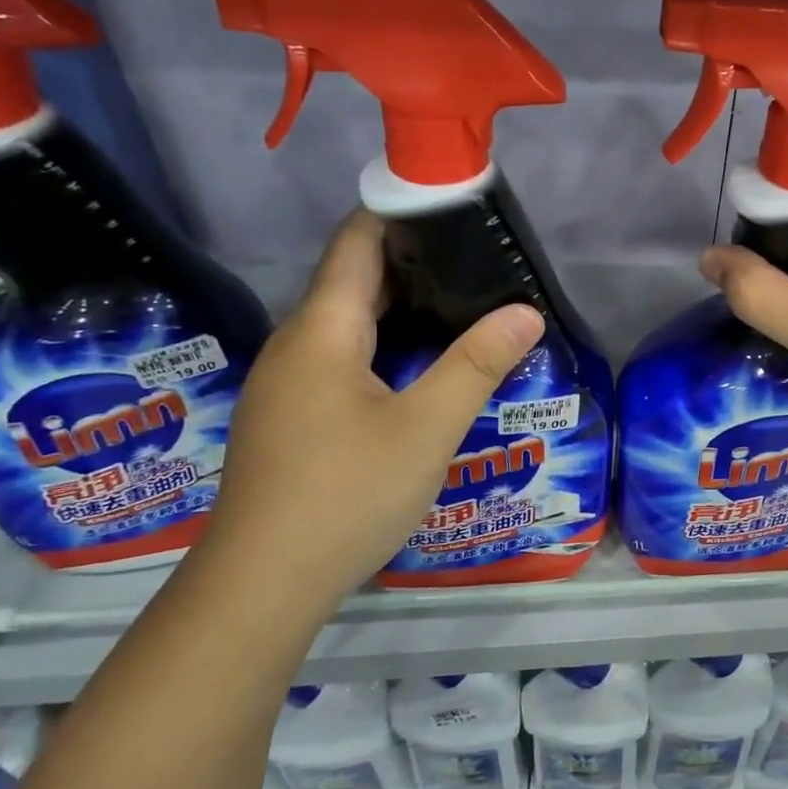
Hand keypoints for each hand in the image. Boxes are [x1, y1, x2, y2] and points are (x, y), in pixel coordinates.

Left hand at [204, 210, 543, 607]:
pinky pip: (337, 357)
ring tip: (457, 303)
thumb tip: (526, 313)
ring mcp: (285, 384)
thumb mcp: (426, 428)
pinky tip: (414, 366)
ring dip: (396, 306)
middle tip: (475, 258)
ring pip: (344, 323)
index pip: (357, 242)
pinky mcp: (288, 417)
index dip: (398, 212)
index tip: (451, 205)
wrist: (262, 584)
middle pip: (351, 280)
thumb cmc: (346, 493)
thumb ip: (477, 365)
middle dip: (410, 261)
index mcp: (322, 330)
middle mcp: (295, 345)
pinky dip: (379, 343)